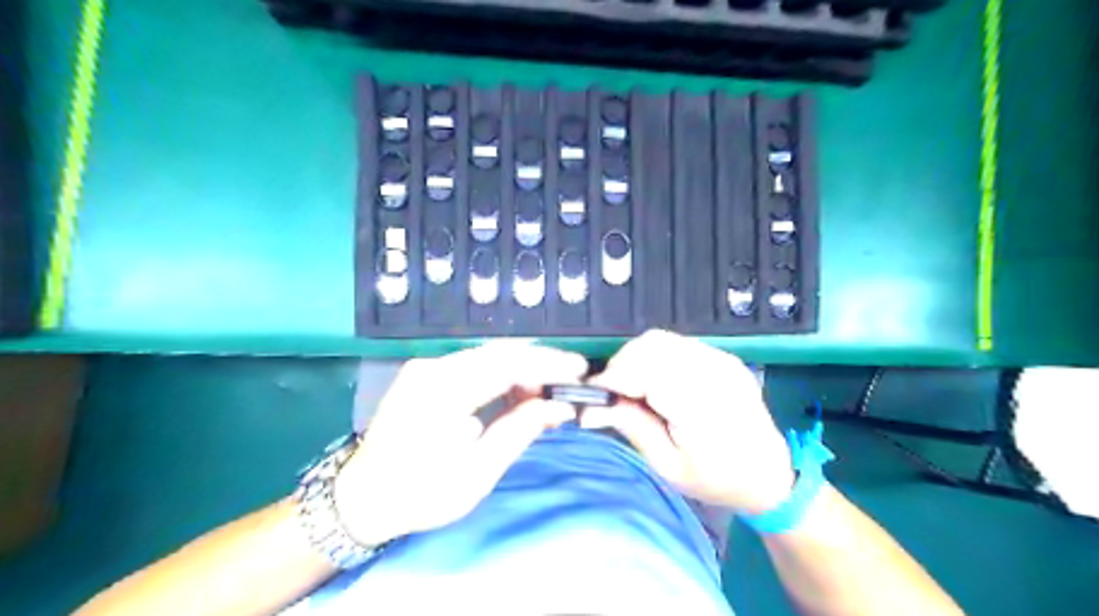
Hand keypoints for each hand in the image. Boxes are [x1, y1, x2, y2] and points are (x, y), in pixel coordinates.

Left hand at [336, 341, 586, 548]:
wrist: (361, 497)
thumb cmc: (419, 493)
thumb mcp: (477, 474)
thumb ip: (519, 433)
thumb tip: (559, 407)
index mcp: (443, 392)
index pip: (506, 365)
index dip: (547, 365)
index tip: (579, 371)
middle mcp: (433, 368)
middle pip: (499, 352)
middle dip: (540, 362)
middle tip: (571, 378)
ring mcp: (426, 367)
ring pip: (488, 355)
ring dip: (522, 368)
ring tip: (549, 389)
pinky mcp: (426, 373)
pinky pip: (474, 364)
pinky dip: (502, 373)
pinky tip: (518, 390)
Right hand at [588, 332, 795, 514]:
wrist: (769, 474)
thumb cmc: (718, 480)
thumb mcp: (668, 467)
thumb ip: (633, 427)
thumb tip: (590, 408)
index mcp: (701, 405)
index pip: (645, 370)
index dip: (613, 377)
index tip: (593, 395)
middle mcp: (713, 372)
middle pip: (650, 345)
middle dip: (621, 365)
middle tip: (612, 394)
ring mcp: (720, 360)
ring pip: (661, 339)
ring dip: (636, 358)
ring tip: (631, 388)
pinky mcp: (722, 357)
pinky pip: (676, 344)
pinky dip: (655, 357)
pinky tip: (655, 381)